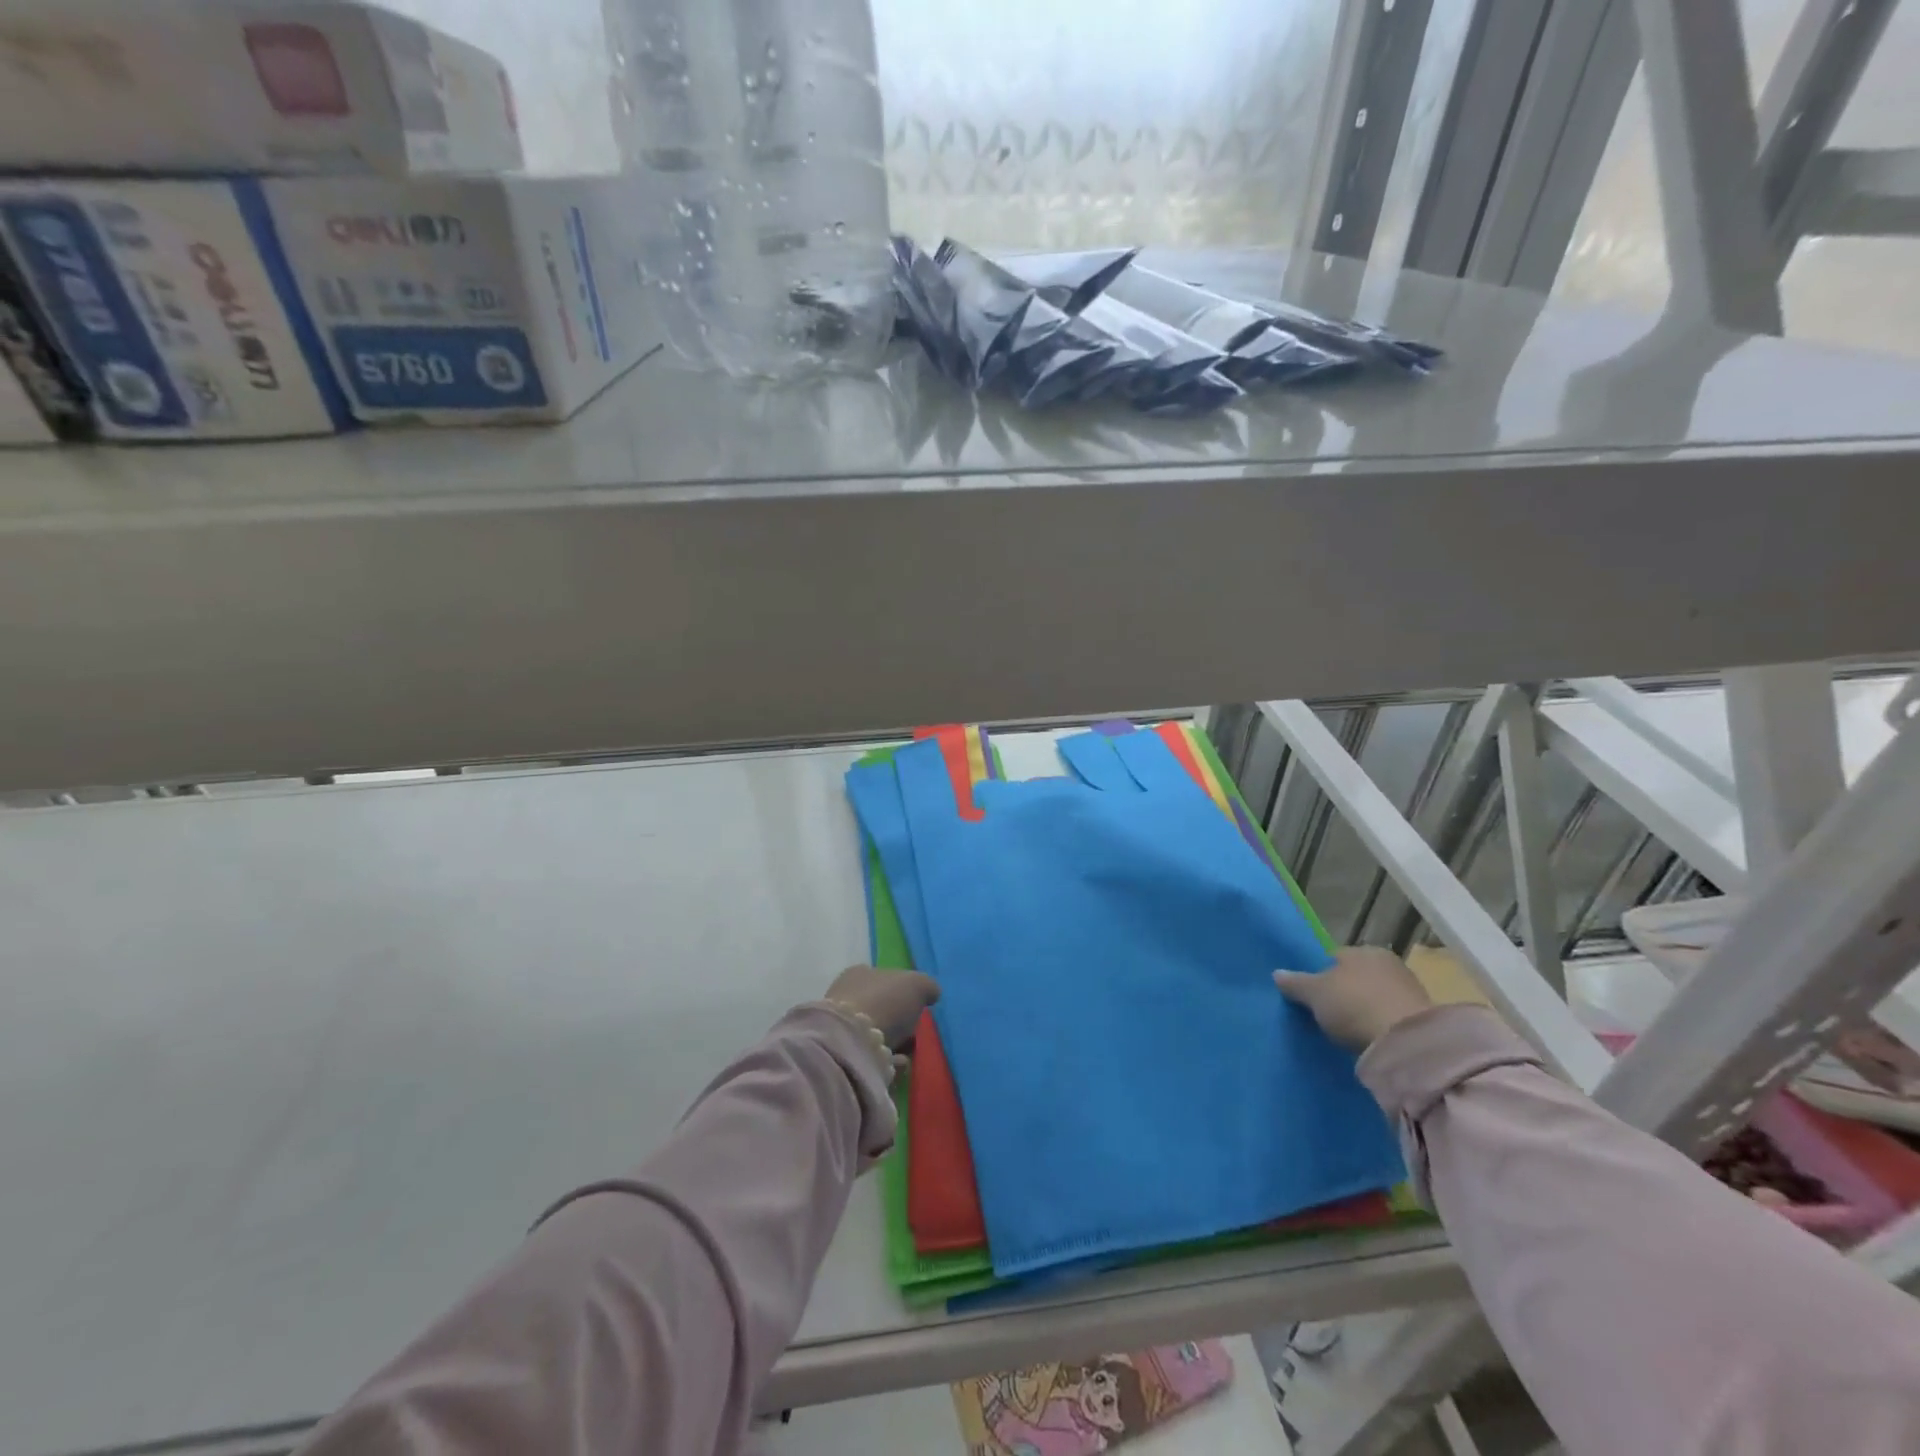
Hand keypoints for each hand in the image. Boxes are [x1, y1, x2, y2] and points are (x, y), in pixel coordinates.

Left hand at [825, 964, 940, 1048]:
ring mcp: (842, 1025)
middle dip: (899, 1021)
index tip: (918, 1009)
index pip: (885, 979)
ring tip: (909, 1053)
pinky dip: (886, 1059)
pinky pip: (871, 1054)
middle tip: (914, 1034)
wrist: (854, 1043)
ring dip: (894, 1042)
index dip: (904, 993)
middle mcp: (846, 995)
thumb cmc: (885, 1002)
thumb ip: (927, 986)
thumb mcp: (916, 985)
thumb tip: (932, 993)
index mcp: (860, 973)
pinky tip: (898, 1063)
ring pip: (876, 1032)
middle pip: (881, 1007)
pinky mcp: (843, 1052)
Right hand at [1274, 947, 1432, 1052]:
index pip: (1334, 958)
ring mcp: (1408, 989)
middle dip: (1343, 991)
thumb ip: (1295, 982)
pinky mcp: (1422, 1017)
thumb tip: (1277, 973)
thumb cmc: (1353, 1004)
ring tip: (1347, 1030)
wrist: (1406, 1042)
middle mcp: (1387, 962)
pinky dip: (1379, 1024)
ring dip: (1363, 1009)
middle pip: (1356, 977)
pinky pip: (1389, 1016)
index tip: (1312, 996)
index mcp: (1362, 950)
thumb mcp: (1314, 994)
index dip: (1320, 975)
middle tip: (1327, 1013)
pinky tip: (1368, 1037)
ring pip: (1374, 996)